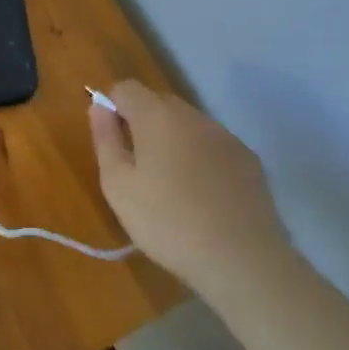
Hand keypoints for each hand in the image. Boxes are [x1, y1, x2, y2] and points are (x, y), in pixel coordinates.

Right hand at [89, 80, 290, 297]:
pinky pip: (213, 145)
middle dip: (142, 123)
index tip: (113, 142)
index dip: (113, 107)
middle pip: (159, 102)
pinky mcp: (249, 160)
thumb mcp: (118, 185)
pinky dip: (200, 158)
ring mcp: (226, 137)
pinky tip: (202, 196)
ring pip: (188, 124)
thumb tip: (99, 107)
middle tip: (137, 168)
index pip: (126, 88)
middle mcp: (194, 116)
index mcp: (158, 116)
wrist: (243, 261)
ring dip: (173, 141)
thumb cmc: (168, 222)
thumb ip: (105, 139)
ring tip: (170, 186)